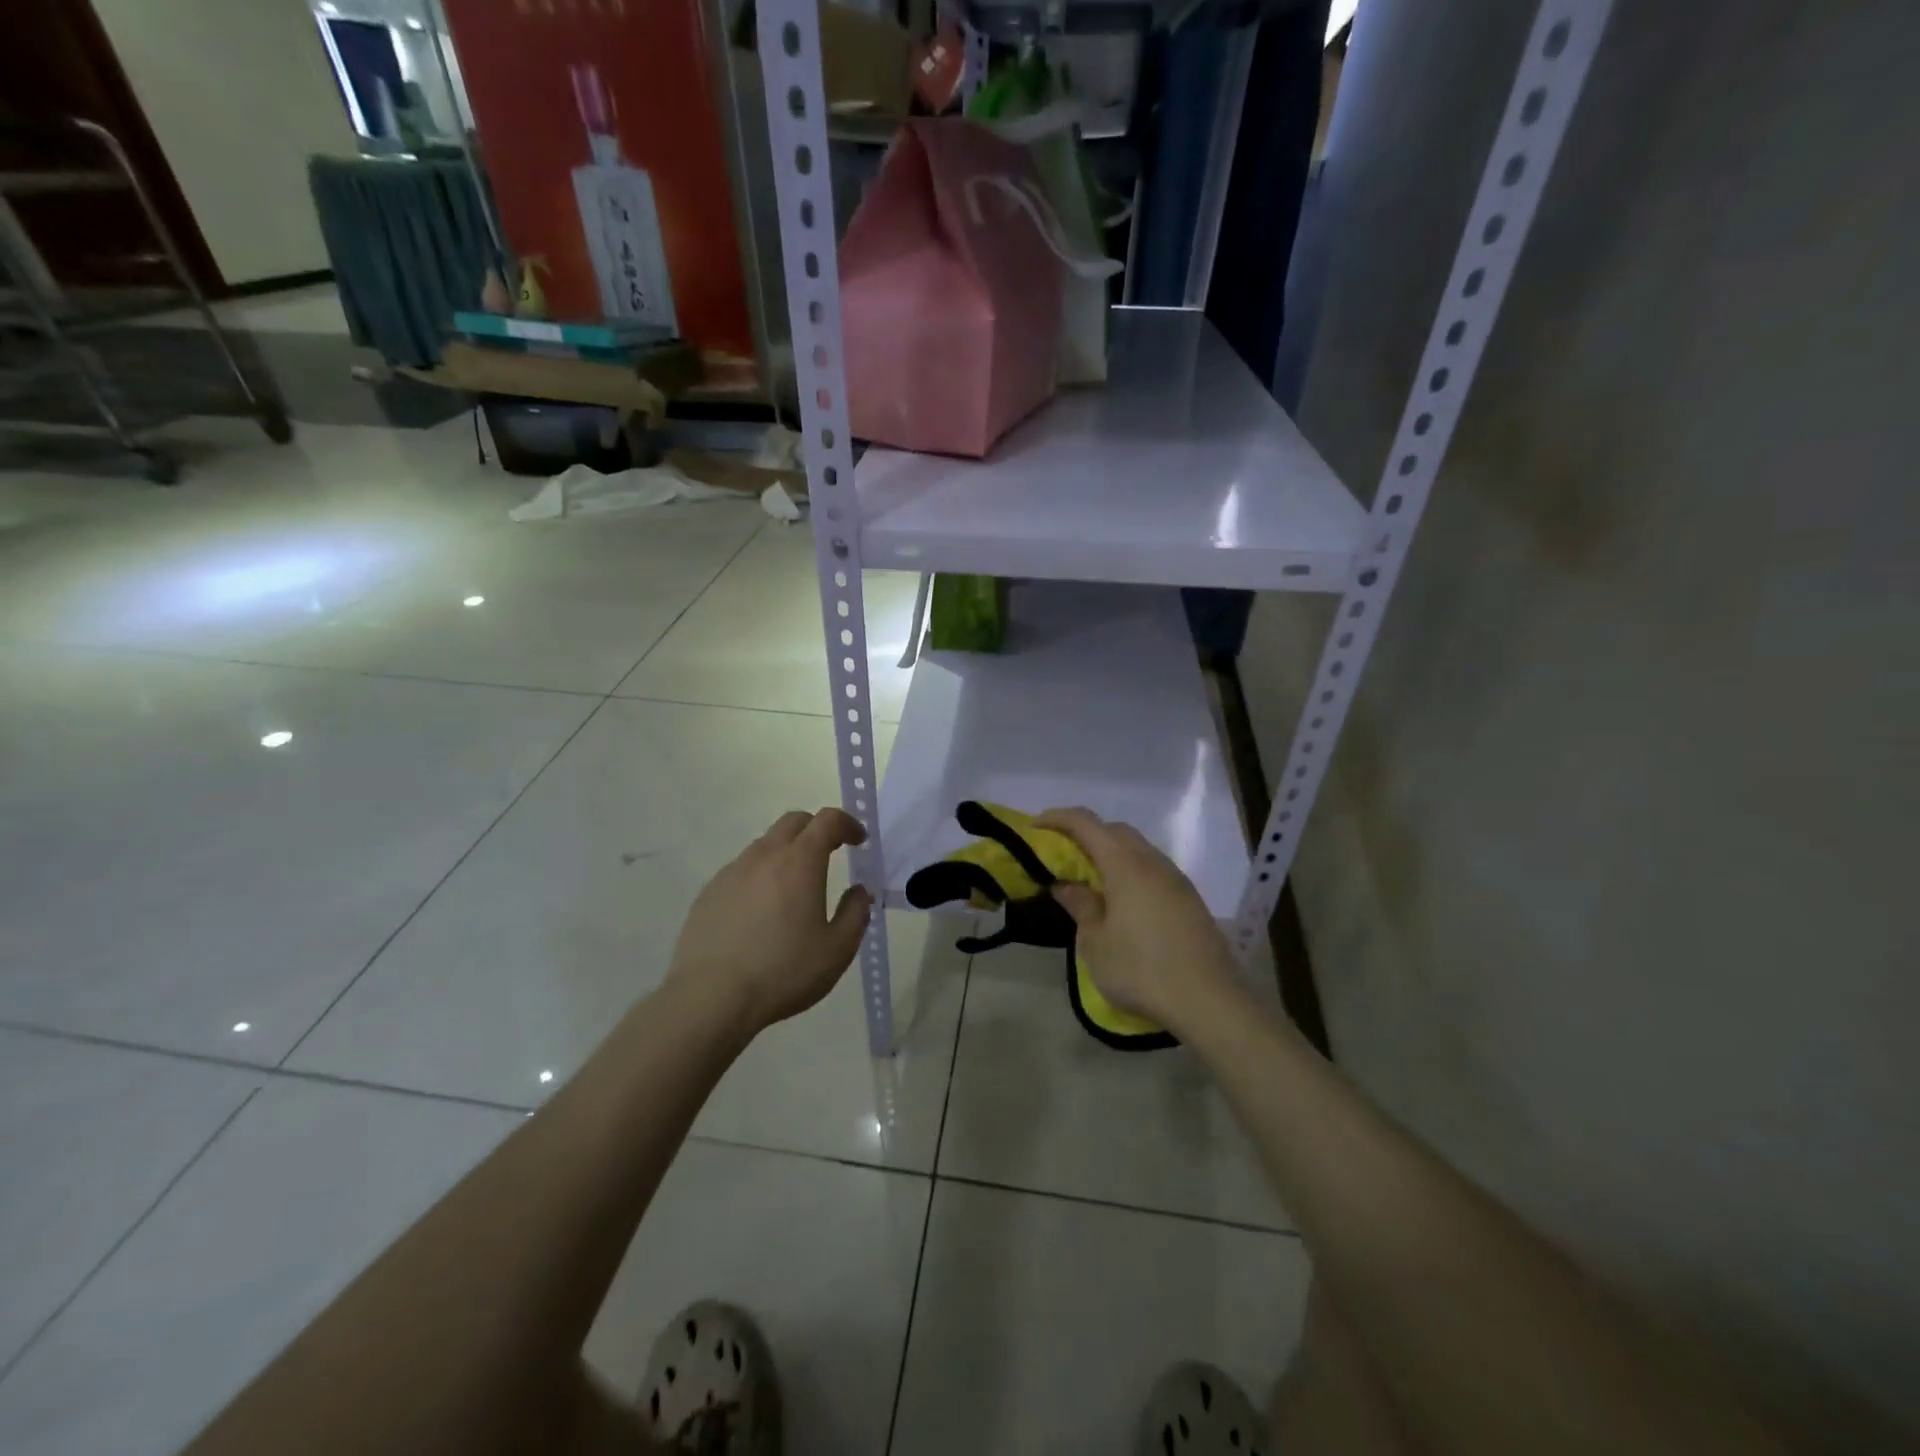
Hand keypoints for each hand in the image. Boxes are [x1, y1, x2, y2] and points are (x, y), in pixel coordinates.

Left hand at [667, 808, 872, 1035]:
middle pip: (794, 822)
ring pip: (765, 845)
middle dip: (817, 829)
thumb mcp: (837, 949)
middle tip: (831, 853)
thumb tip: (859, 891)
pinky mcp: (709, 892)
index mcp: (800, 862)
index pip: (827, 820)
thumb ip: (856, 913)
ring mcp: (732, 872)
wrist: (710, 998)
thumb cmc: (783, 972)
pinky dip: (760, 876)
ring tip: (795, 888)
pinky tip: (761, 912)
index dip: (848, 824)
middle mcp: (764, 856)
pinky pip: (742, 870)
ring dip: (787, 853)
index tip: (859, 841)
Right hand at [1037, 807, 1241, 1036]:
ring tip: (1091, 880)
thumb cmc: (1141, 969)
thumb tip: (1066, 884)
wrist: (1209, 1000)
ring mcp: (1176, 879)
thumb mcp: (1096, 942)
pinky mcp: (1189, 899)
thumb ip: (1080, 905)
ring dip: (1111, 853)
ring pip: (1138, 849)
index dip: (1058, 819)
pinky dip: (1131, 871)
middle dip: (1086, 834)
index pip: (1086, 823)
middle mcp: (1152, 862)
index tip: (1035, 828)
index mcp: (1125, 864)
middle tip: (1063, 856)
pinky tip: (1123, 901)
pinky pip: (1153, 870)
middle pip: (1115, 830)